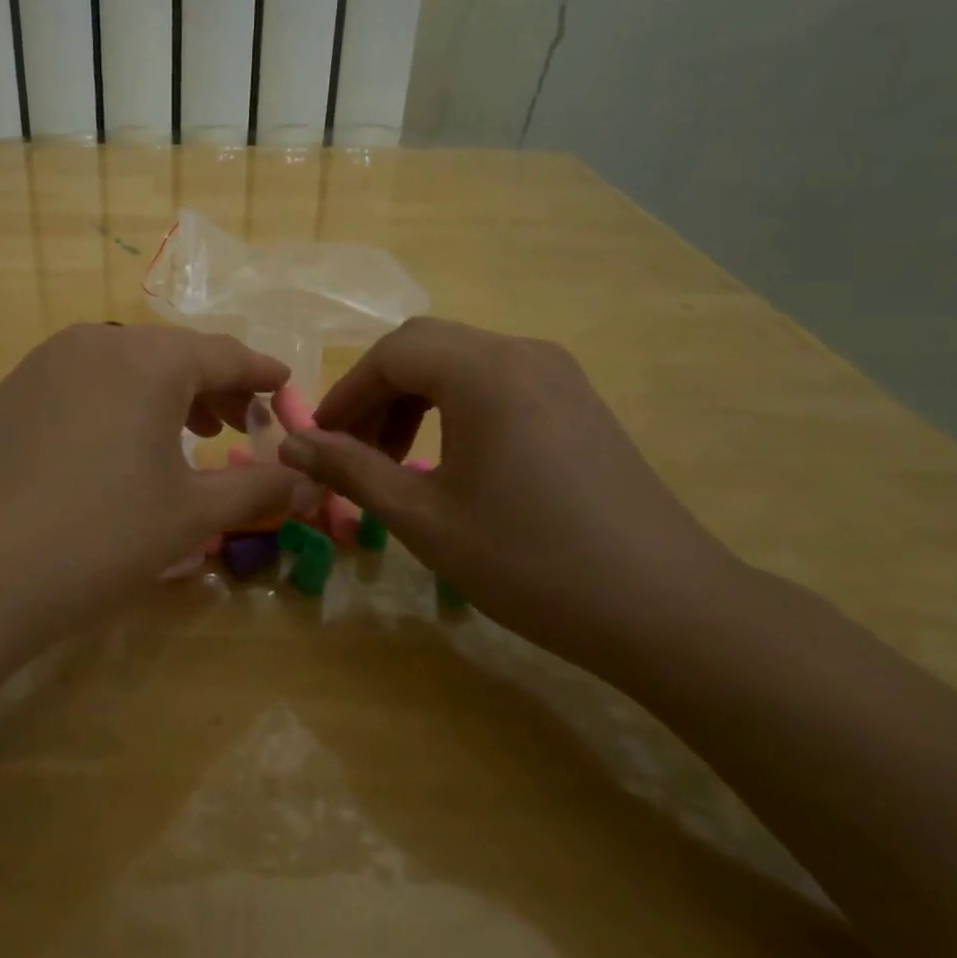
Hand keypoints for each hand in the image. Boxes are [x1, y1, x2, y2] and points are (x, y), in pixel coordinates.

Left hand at [0, 324, 296, 639]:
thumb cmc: (101, 537)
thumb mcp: (192, 514)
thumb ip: (260, 489)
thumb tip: (312, 486)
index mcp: (150, 357)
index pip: (225, 354)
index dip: (262, 375)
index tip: (286, 390)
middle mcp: (98, 340)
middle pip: (175, 354)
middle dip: (215, 388)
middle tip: (239, 428)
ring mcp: (48, 361)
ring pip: (128, 364)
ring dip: (167, 393)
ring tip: (187, 436)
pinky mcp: (16, 389)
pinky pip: (88, 380)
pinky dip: (121, 400)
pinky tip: (122, 443)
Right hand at [278, 318, 738, 673]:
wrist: (665, 608)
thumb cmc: (530, 561)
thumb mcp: (424, 519)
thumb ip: (351, 470)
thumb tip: (291, 444)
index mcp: (483, 371)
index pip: (390, 353)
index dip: (346, 394)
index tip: (322, 441)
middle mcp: (521, 353)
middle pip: (424, 348)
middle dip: (377, 393)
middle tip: (355, 452)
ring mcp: (558, 374)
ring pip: (461, 362)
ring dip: (415, 399)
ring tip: (397, 460)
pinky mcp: (578, 400)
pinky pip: (497, 381)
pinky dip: (456, 406)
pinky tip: (452, 460)